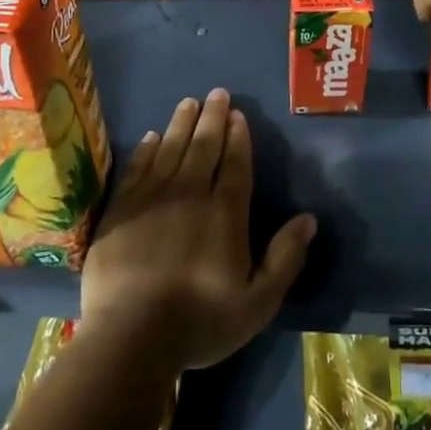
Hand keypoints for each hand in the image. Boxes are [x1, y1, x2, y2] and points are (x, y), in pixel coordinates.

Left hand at [81, 89, 316, 371]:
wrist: (130, 337)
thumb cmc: (200, 322)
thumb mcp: (258, 302)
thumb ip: (285, 257)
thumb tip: (309, 218)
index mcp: (225, 213)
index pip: (235, 164)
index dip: (238, 137)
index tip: (238, 114)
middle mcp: (190, 194)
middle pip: (203, 147)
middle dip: (212, 118)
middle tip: (217, 92)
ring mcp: (152, 198)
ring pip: (170, 148)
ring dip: (181, 123)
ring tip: (188, 102)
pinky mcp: (121, 209)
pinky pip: (137, 168)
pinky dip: (145, 149)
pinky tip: (150, 136)